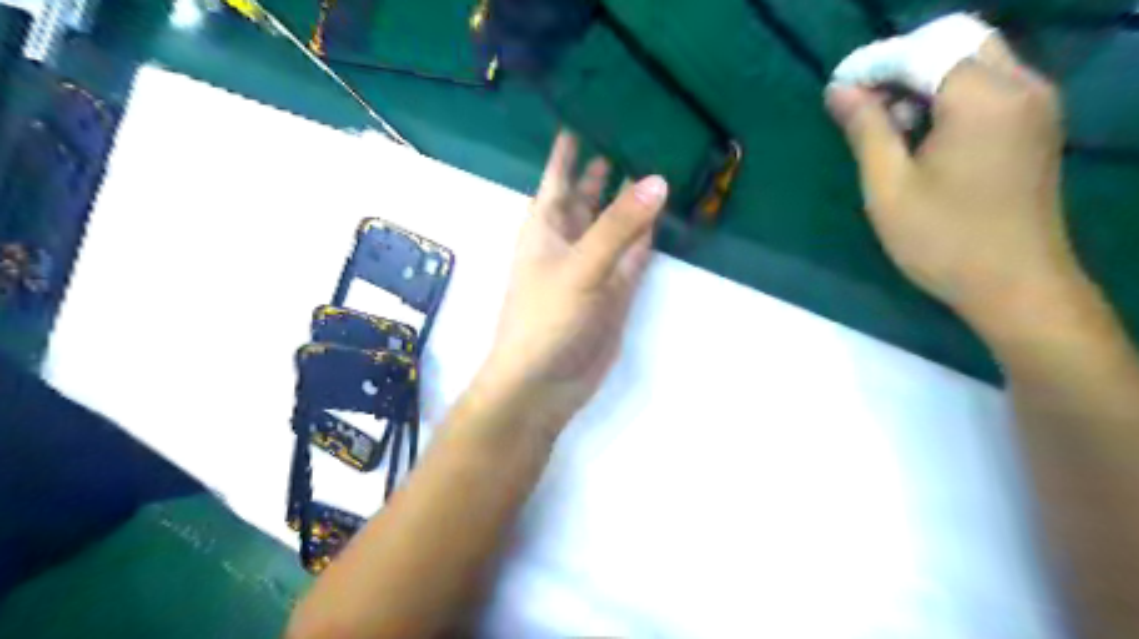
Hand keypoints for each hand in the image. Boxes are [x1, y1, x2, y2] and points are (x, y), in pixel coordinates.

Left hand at [472, 133, 670, 438]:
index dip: (569, 146)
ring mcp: (594, 265)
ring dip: (632, 199)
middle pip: (589, 194)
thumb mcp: (580, 266)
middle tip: (635, 130)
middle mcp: (569, 239)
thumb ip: (619, 226)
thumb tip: (658, 179)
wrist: (545, 381)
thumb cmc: (547, 317)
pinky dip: (647, 235)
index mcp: (546, 225)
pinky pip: (633, 253)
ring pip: (615, 223)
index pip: (558, 174)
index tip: (585, 112)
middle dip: (606, 167)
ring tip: (657, 163)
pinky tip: (662, 213)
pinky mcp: (614, 290)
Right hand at [823, 34, 1077, 325]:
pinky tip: (922, 131)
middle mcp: (1021, 86)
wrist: (1014, 284)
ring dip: (926, 79)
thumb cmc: (941, 240)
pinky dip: (951, 94)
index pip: (922, 52)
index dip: (874, 64)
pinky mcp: (1036, 124)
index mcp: (984, 99)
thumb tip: (839, 90)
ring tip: (886, 122)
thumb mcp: (888, 186)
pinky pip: (991, 84)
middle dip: (903, 64)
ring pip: (975, 60)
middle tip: (862, 102)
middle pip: (956, 43)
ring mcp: (1036, 103)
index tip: (836, 88)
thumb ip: (865, 129)